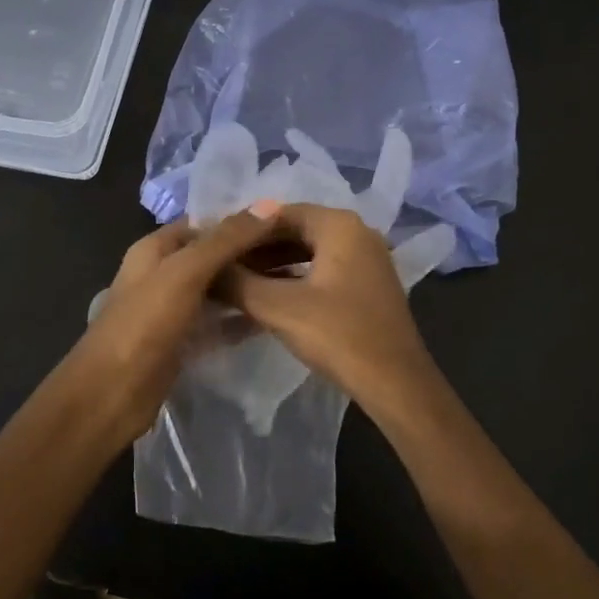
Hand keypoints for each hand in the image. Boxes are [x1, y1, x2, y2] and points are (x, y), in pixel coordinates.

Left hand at [59, 208, 277, 442]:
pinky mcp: (183, 342)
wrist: (110, 394)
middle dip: (250, 253)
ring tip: (295, 281)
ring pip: (218, 289)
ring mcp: (173, 310)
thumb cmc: (144, 324)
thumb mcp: (185, 272)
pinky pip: (218, 322)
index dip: (241, 219)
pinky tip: (274, 316)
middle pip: (213, 255)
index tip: (286, 220)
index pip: (204, 222)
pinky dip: (241, 318)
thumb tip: (269, 204)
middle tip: (300, 253)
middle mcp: (163, 273)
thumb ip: (225, 240)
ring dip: (249, 285)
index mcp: (155, 248)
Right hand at [219, 203, 445, 424]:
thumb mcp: (278, 307)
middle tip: (219, 266)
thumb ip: (236, 282)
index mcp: (339, 224)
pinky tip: (266, 298)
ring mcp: (366, 260)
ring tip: (235, 283)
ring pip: (307, 253)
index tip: (212, 246)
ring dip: (272, 266)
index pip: (278, 213)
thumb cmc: (339, 335)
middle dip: (255, 249)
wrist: (396, 385)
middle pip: (294, 230)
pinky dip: (293, 279)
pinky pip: (322, 271)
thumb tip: (202, 268)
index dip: (241, 229)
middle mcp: (356, 232)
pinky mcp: (367, 286)